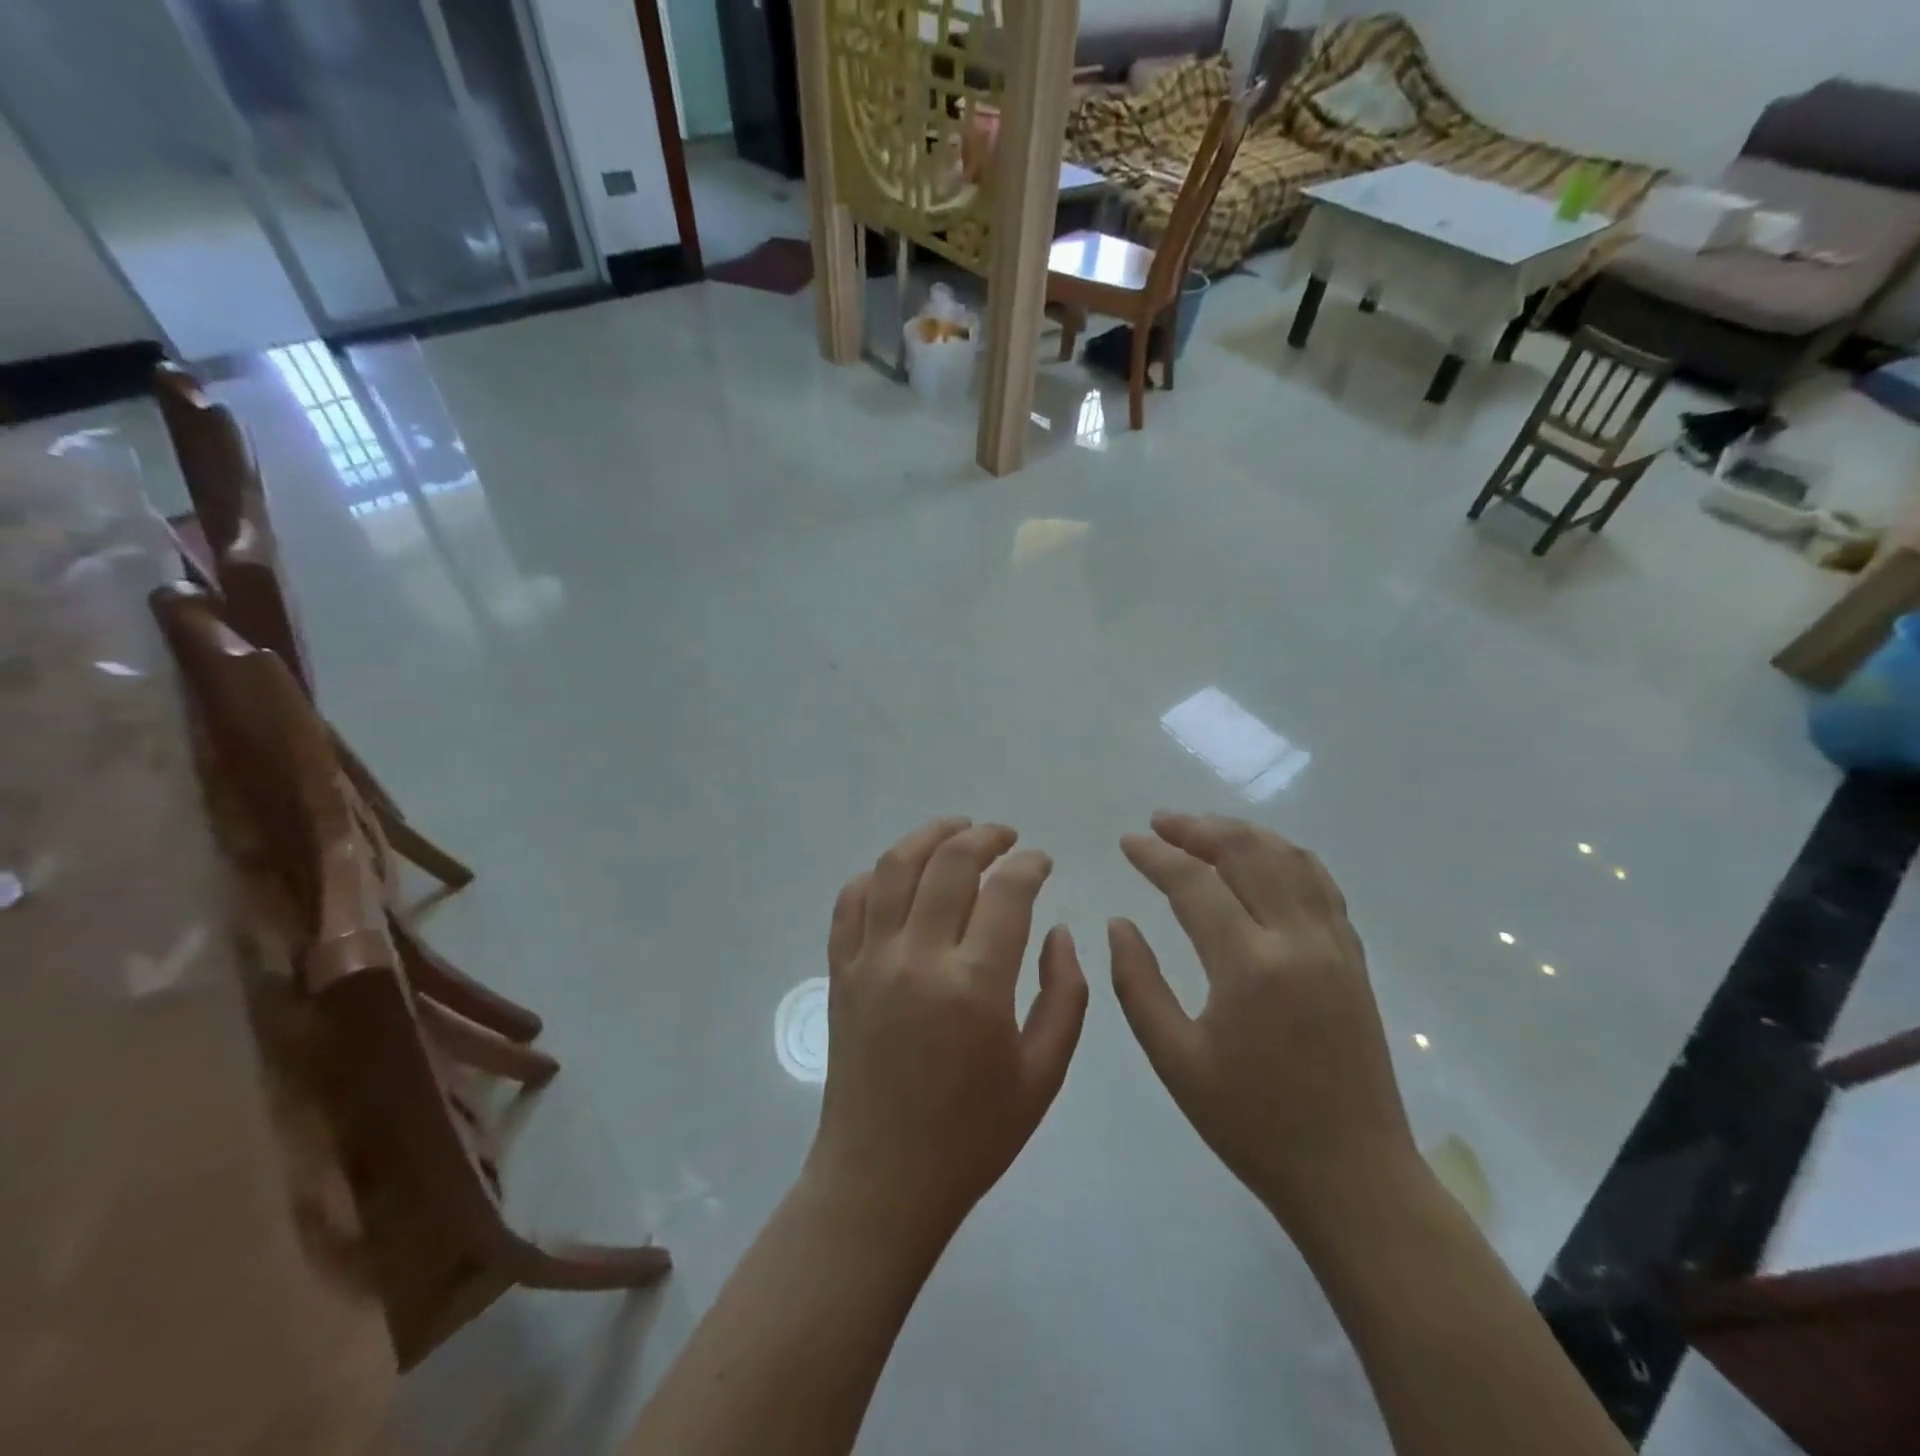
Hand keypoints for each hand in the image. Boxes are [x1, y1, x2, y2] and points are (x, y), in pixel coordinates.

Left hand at [806, 819, 1087, 1235]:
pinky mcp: (840, 973)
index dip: (1029, 864)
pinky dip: (875, 876)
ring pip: (893, 868)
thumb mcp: (1043, 1074)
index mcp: (975, 985)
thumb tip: (1059, 930)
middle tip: (1006, 838)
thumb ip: (1063, 994)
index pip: (1006, 891)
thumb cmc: (973, 1134)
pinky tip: (899, 875)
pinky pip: (849, 903)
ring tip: (956, 830)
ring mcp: (870, 961)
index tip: (1042, 862)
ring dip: (927, 836)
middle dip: (984, 837)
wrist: (882, 1180)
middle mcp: (917, 958)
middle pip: (949, 862)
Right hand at [1109, 812, 1417, 1233]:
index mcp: (1248, 967)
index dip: (1155, 855)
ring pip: (1288, 858)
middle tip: (1160, 823)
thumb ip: (1138, 984)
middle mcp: (1297, 940)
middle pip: (1246, 852)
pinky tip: (1262, 858)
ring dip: (1241, 833)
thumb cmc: (1252, 1124)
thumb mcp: (1175, 1061)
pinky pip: (1320, 883)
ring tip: (1203, 831)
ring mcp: (1334, 945)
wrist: (1353, 1175)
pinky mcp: (1354, 958)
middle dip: (1197, 828)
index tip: (1127, 841)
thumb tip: (1119, 923)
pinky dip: (1285, 855)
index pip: (1194, 883)